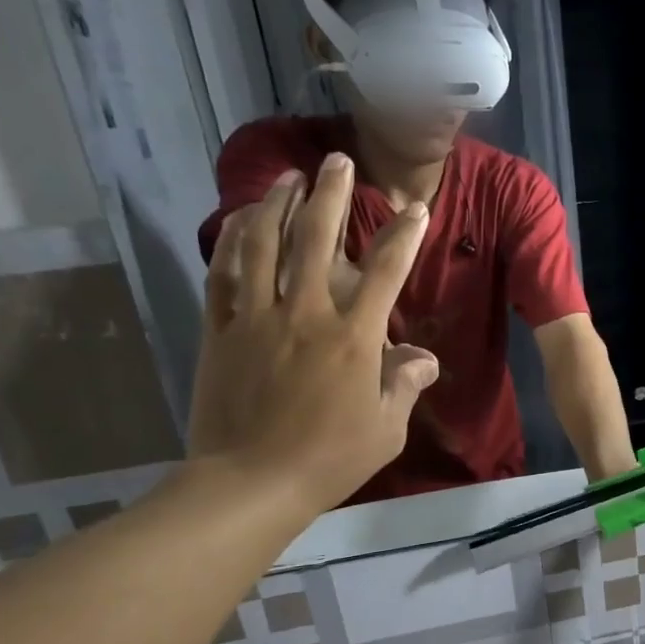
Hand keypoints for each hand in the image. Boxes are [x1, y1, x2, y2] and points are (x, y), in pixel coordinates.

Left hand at [186, 154, 437, 519]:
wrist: (251, 483)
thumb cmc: (329, 459)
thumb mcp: (386, 430)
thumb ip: (404, 385)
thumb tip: (424, 357)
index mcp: (352, 339)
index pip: (385, 273)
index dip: (403, 237)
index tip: (415, 210)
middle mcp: (305, 314)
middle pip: (318, 239)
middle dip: (331, 194)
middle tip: (338, 161)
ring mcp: (257, 318)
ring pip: (265, 244)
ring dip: (278, 203)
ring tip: (289, 175)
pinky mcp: (221, 330)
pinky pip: (225, 273)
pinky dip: (234, 240)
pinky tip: (242, 219)